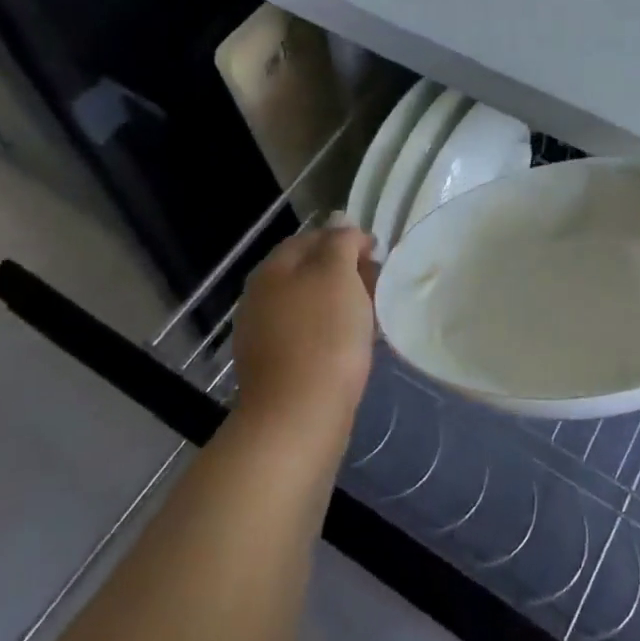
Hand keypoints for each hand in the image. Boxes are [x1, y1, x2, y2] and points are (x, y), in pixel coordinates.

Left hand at [231, 223, 377, 444]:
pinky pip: (308, 336)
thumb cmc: (324, 336)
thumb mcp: (338, 275)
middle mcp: (260, 297)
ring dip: (340, 304)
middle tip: (379, 286)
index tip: (379, 254)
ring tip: (372, 317)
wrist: (299, 417)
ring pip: (310, 305)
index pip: (312, 238)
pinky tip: (353, 346)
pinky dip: (331, 333)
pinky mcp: (274, 368)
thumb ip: (340, 243)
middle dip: (345, 273)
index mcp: (272, 269)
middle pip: (308, 272)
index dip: (347, 240)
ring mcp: (263, 335)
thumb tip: (340, 222)